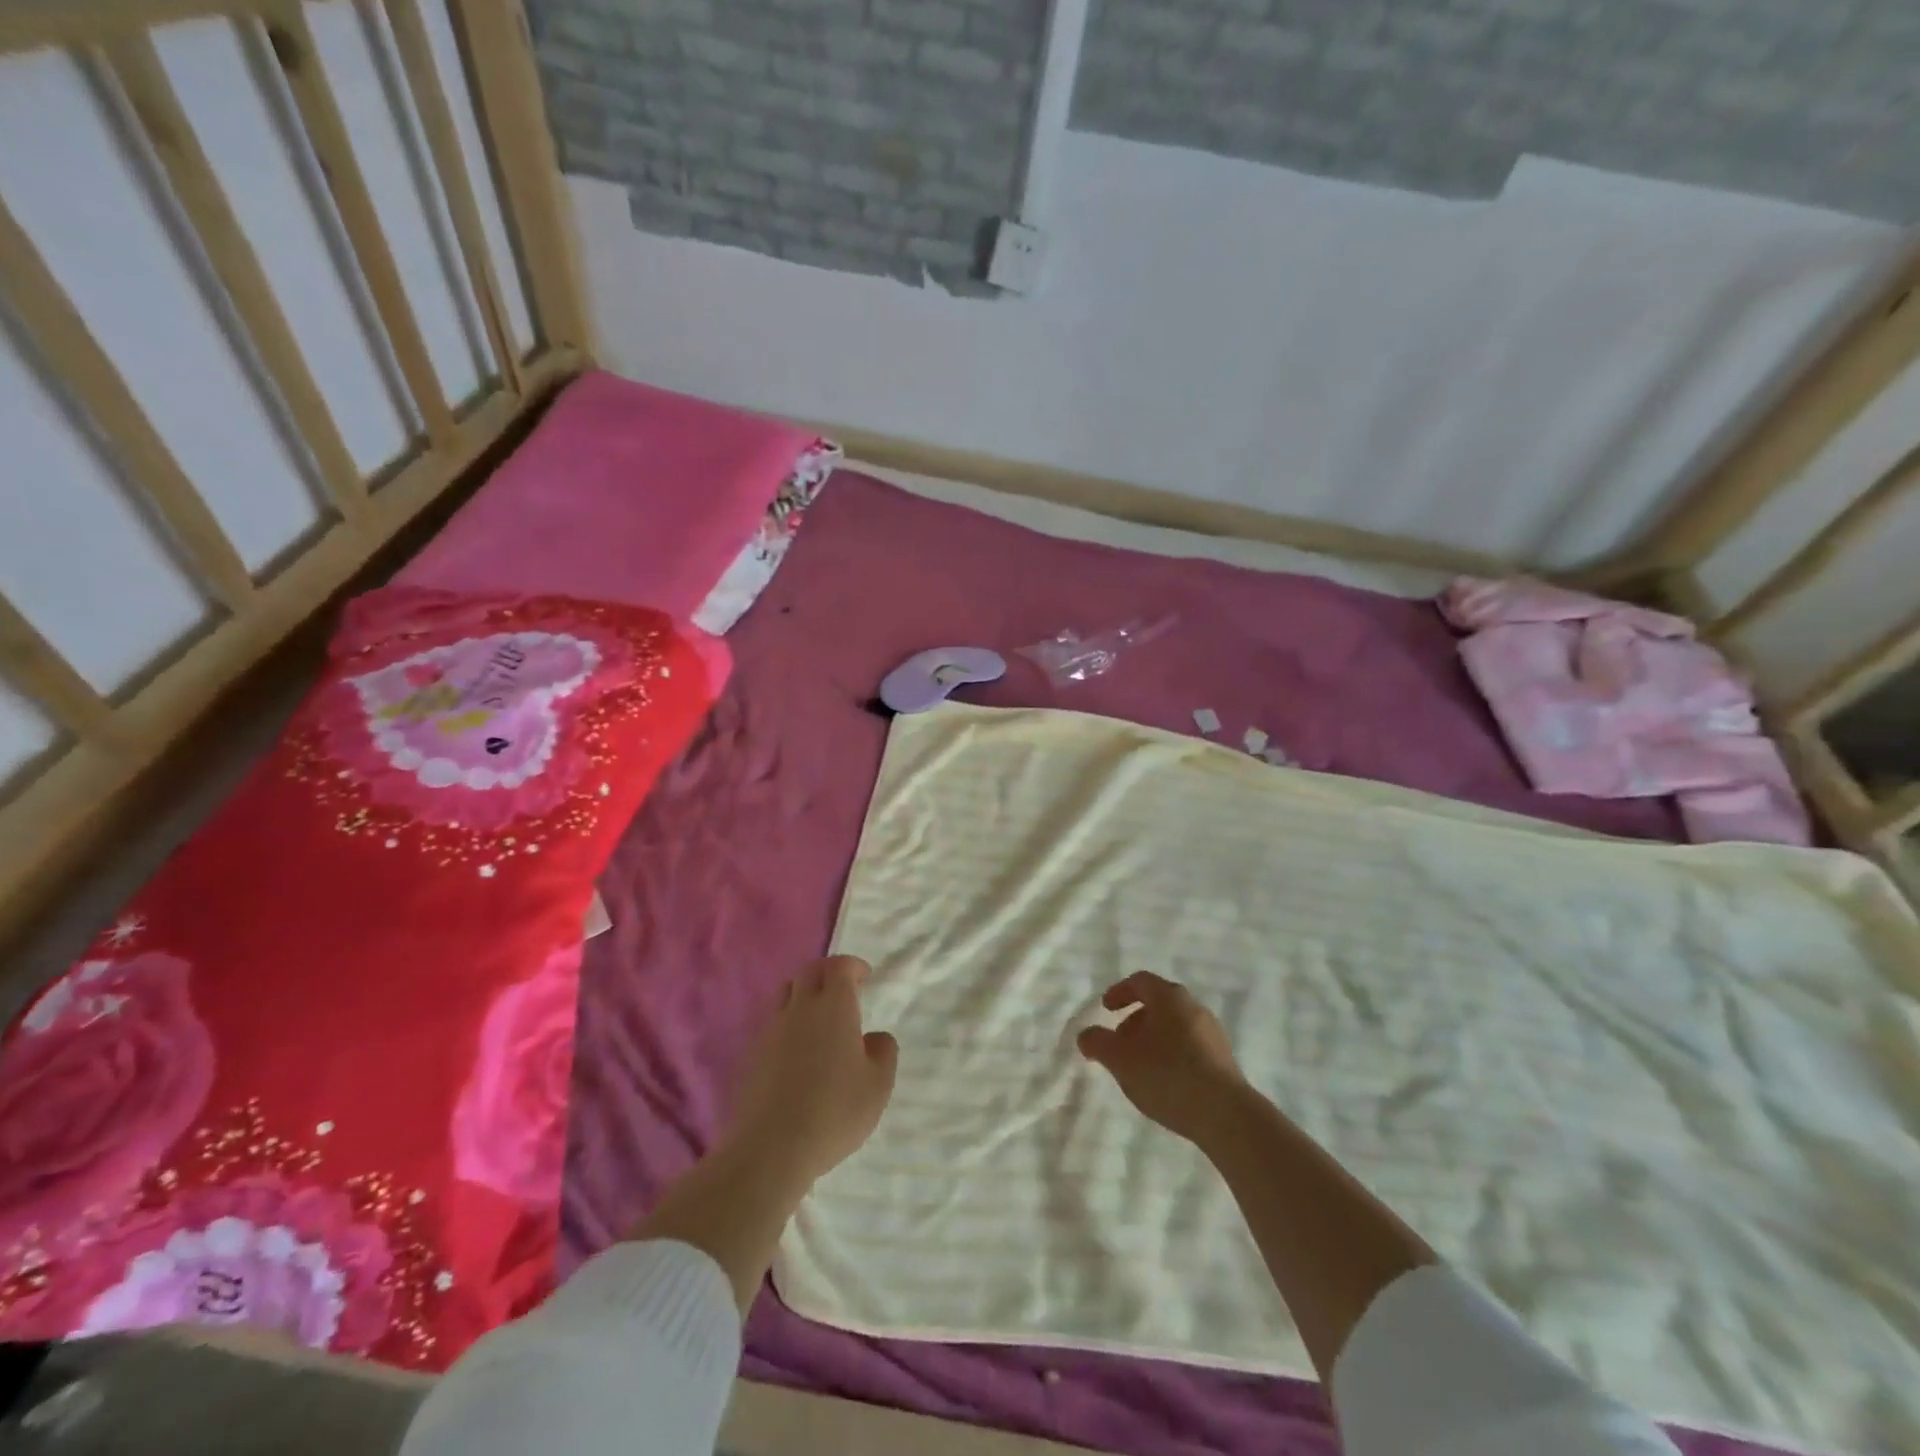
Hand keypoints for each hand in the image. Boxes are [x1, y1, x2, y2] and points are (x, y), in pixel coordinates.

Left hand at [726, 955, 897, 1186]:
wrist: (770, 1149)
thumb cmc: (834, 1112)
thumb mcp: (878, 1085)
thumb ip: (883, 1052)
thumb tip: (873, 1037)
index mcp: (834, 1006)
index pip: (839, 966)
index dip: (853, 966)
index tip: (865, 976)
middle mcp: (800, 1008)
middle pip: (810, 971)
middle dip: (828, 972)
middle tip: (843, 989)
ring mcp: (771, 1029)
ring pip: (786, 992)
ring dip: (804, 992)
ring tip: (818, 1014)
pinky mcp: (752, 1053)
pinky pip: (772, 1021)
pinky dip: (787, 1020)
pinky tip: (796, 1046)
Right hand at [1077, 971, 1247, 1144]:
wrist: (1225, 1115)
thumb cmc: (1167, 1074)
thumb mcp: (1121, 1059)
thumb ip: (1098, 1042)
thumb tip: (1086, 1035)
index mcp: (1169, 997)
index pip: (1140, 981)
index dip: (1119, 992)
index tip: (1105, 1009)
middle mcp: (1194, 1007)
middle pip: (1158, 1004)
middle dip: (1134, 1020)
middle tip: (1119, 1042)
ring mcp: (1212, 1033)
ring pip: (1174, 1026)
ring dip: (1152, 1039)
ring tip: (1139, 1067)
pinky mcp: (1223, 1060)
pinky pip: (1189, 1046)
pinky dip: (1171, 1054)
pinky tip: (1164, 1081)